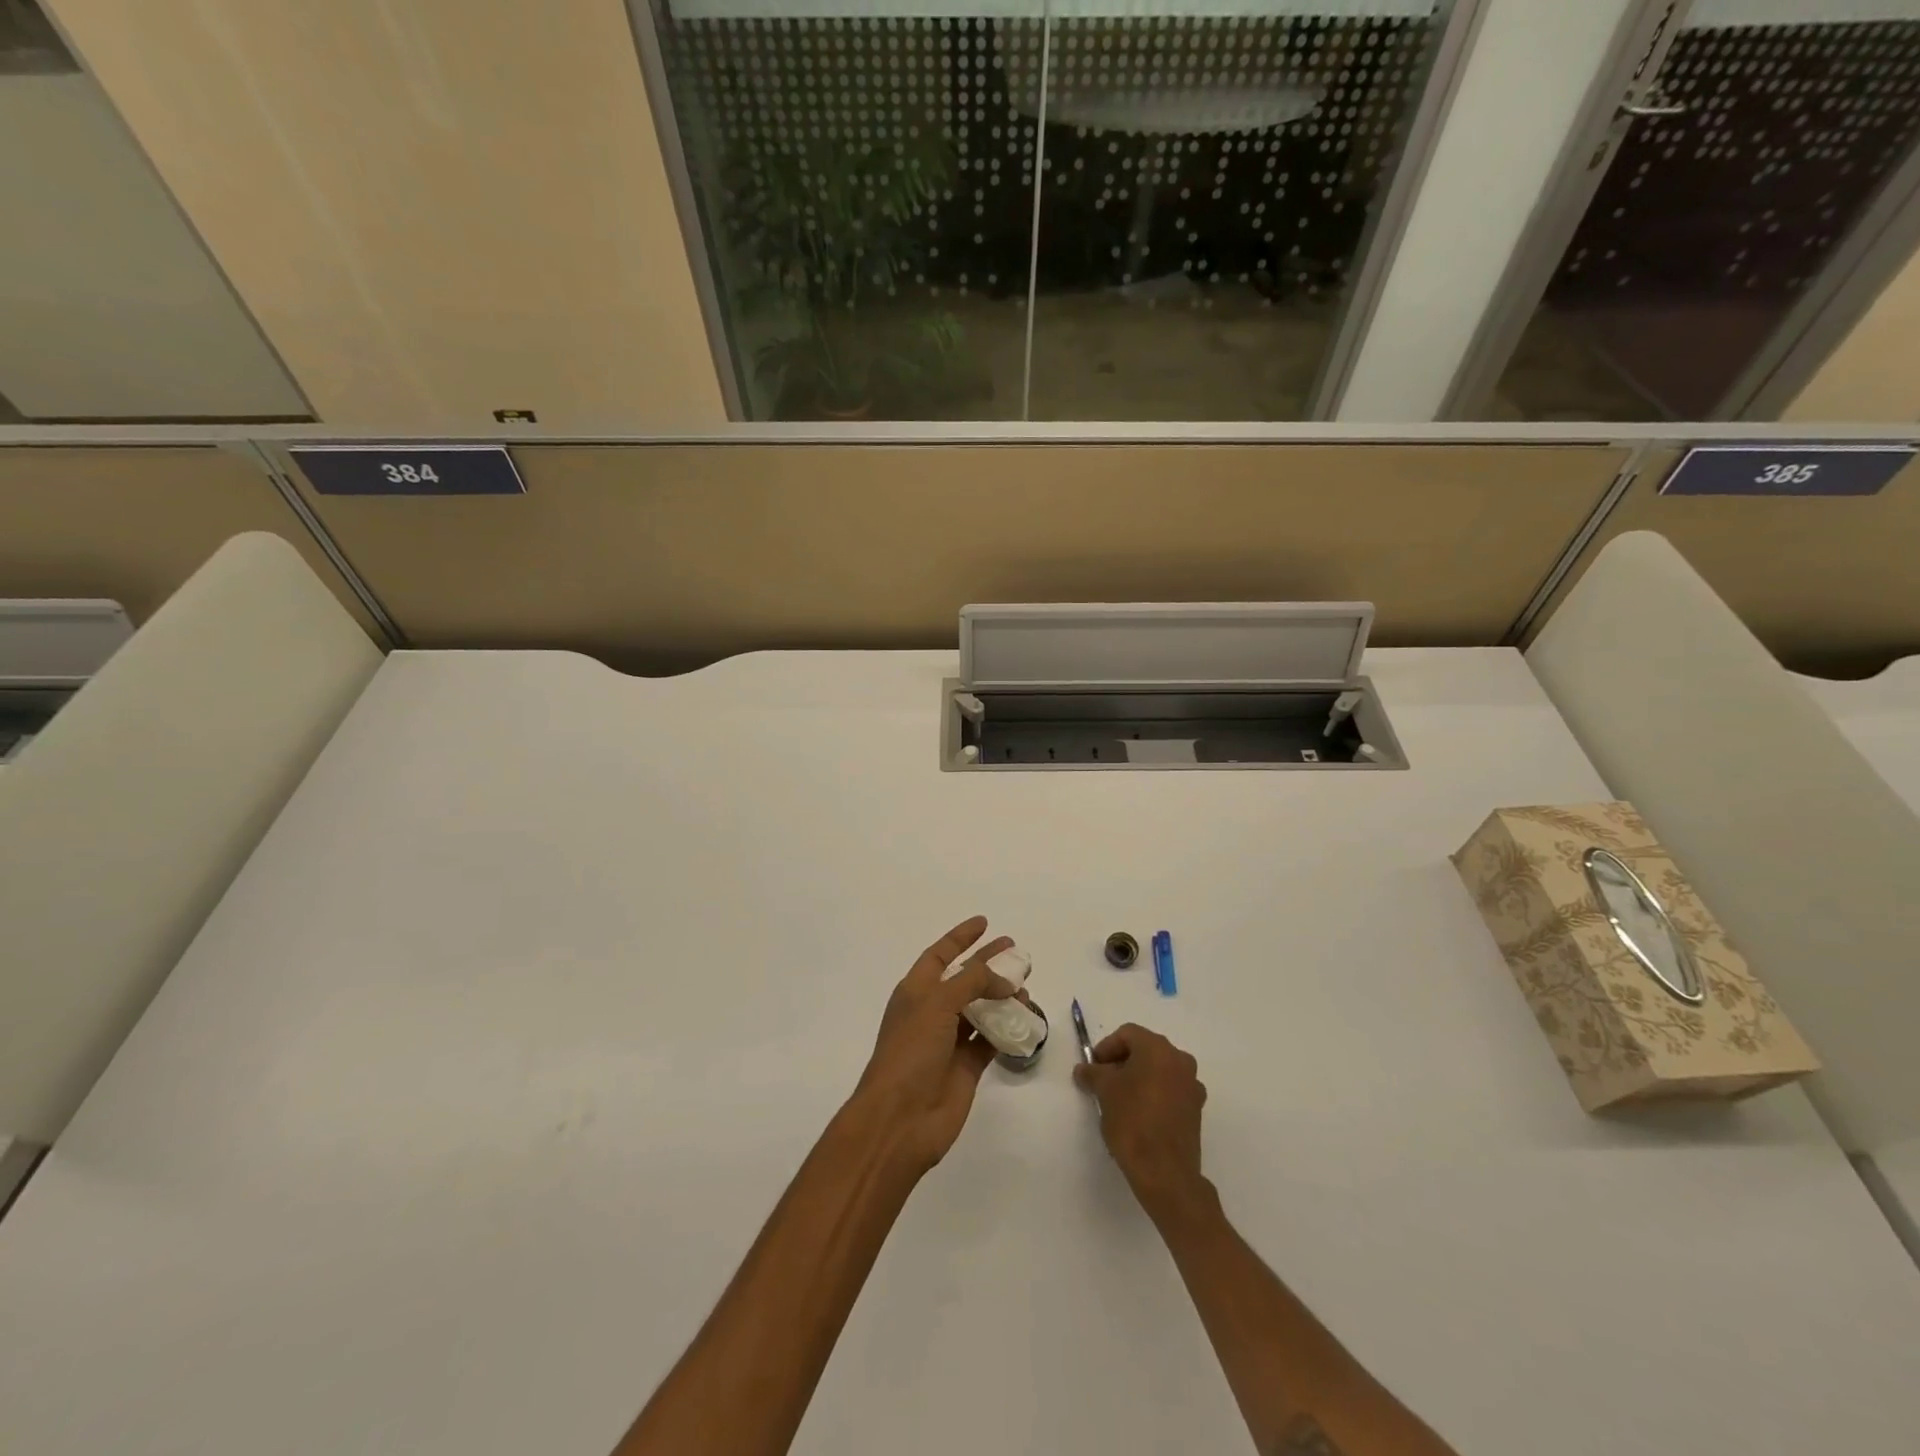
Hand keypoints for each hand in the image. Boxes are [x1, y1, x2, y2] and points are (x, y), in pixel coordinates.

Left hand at [851, 916, 1018, 1173]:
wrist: (900, 1119)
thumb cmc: (910, 1052)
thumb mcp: (937, 1003)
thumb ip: (972, 983)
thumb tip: (1005, 981)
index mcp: (916, 991)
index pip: (940, 955)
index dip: (960, 937)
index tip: (984, 923)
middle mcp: (932, 1012)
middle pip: (965, 979)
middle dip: (989, 964)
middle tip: (1016, 951)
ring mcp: (950, 1040)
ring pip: (981, 1009)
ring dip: (1002, 996)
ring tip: (1026, 985)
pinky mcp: (967, 1067)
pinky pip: (991, 1040)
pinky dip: (1008, 1029)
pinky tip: (1026, 1018)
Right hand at [1073, 1024, 1208, 1217]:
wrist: (1165, 1172)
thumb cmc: (1133, 1121)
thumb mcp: (1104, 1091)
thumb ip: (1092, 1073)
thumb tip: (1084, 1069)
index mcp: (1158, 1049)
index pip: (1128, 1034)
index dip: (1106, 1047)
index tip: (1093, 1068)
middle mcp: (1180, 1060)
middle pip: (1145, 1050)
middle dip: (1122, 1062)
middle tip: (1103, 1081)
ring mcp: (1192, 1086)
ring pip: (1159, 1071)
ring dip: (1138, 1078)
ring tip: (1119, 1100)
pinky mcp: (1196, 1110)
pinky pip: (1170, 1091)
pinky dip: (1153, 1095)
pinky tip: (1139, 1116)